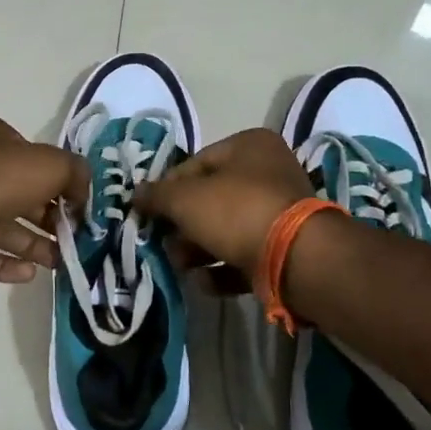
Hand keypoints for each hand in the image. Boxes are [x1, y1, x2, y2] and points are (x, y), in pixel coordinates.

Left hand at [0, 116, 87, 282]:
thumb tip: (83, 195)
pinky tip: (31, 275)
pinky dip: (7, 264)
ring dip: (34, 245)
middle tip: (77, 241)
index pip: (36, 160)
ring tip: (62, 263)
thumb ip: (75, 174)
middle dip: (51, 220)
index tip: (82, 208)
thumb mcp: (49, 164)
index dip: (62, 183)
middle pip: (23, 197)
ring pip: (5, 228)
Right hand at [134, 128, 313, 284]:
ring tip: (181, 266)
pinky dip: (222, 270)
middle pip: (211, 199)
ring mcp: (279, 212)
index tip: (149, 213)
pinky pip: (244, 256)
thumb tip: (135, 194)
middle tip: (164, 244)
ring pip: (226, 229)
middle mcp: (268, 173)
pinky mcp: (285, 249)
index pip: (195, 164)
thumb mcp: (185, 199)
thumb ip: (157, 196)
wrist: (295, 258)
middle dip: (183, 226)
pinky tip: (205, 283)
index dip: (168, 189)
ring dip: (198, 250)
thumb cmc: (236, 211)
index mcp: (249, 146)